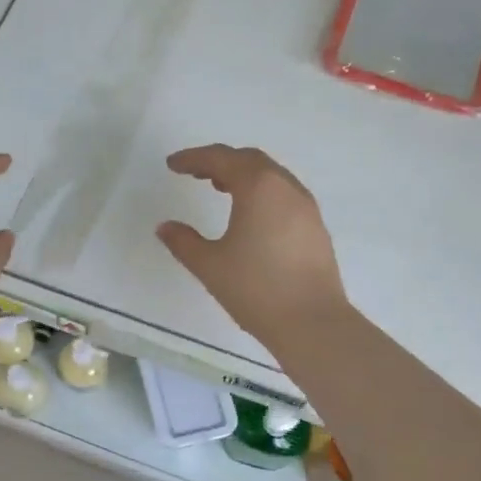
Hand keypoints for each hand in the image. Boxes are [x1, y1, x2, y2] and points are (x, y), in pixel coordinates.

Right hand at [158, 144, 347, 341]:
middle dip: (220, 161)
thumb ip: (183, 242)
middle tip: (195, 173)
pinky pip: (284, 194)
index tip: (173, 164)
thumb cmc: (255, 288)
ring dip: (243, 175)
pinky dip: (262, 192)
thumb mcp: (210, 265)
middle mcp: (285, 187)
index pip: (221, 159)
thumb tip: (165, 227)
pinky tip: (251, 215)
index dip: (194, 158)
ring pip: (271, 176)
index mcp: (258, 187)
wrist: (312, 322)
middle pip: (249, 160)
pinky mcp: (316, 227)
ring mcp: (306, 206)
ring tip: (220, 188)